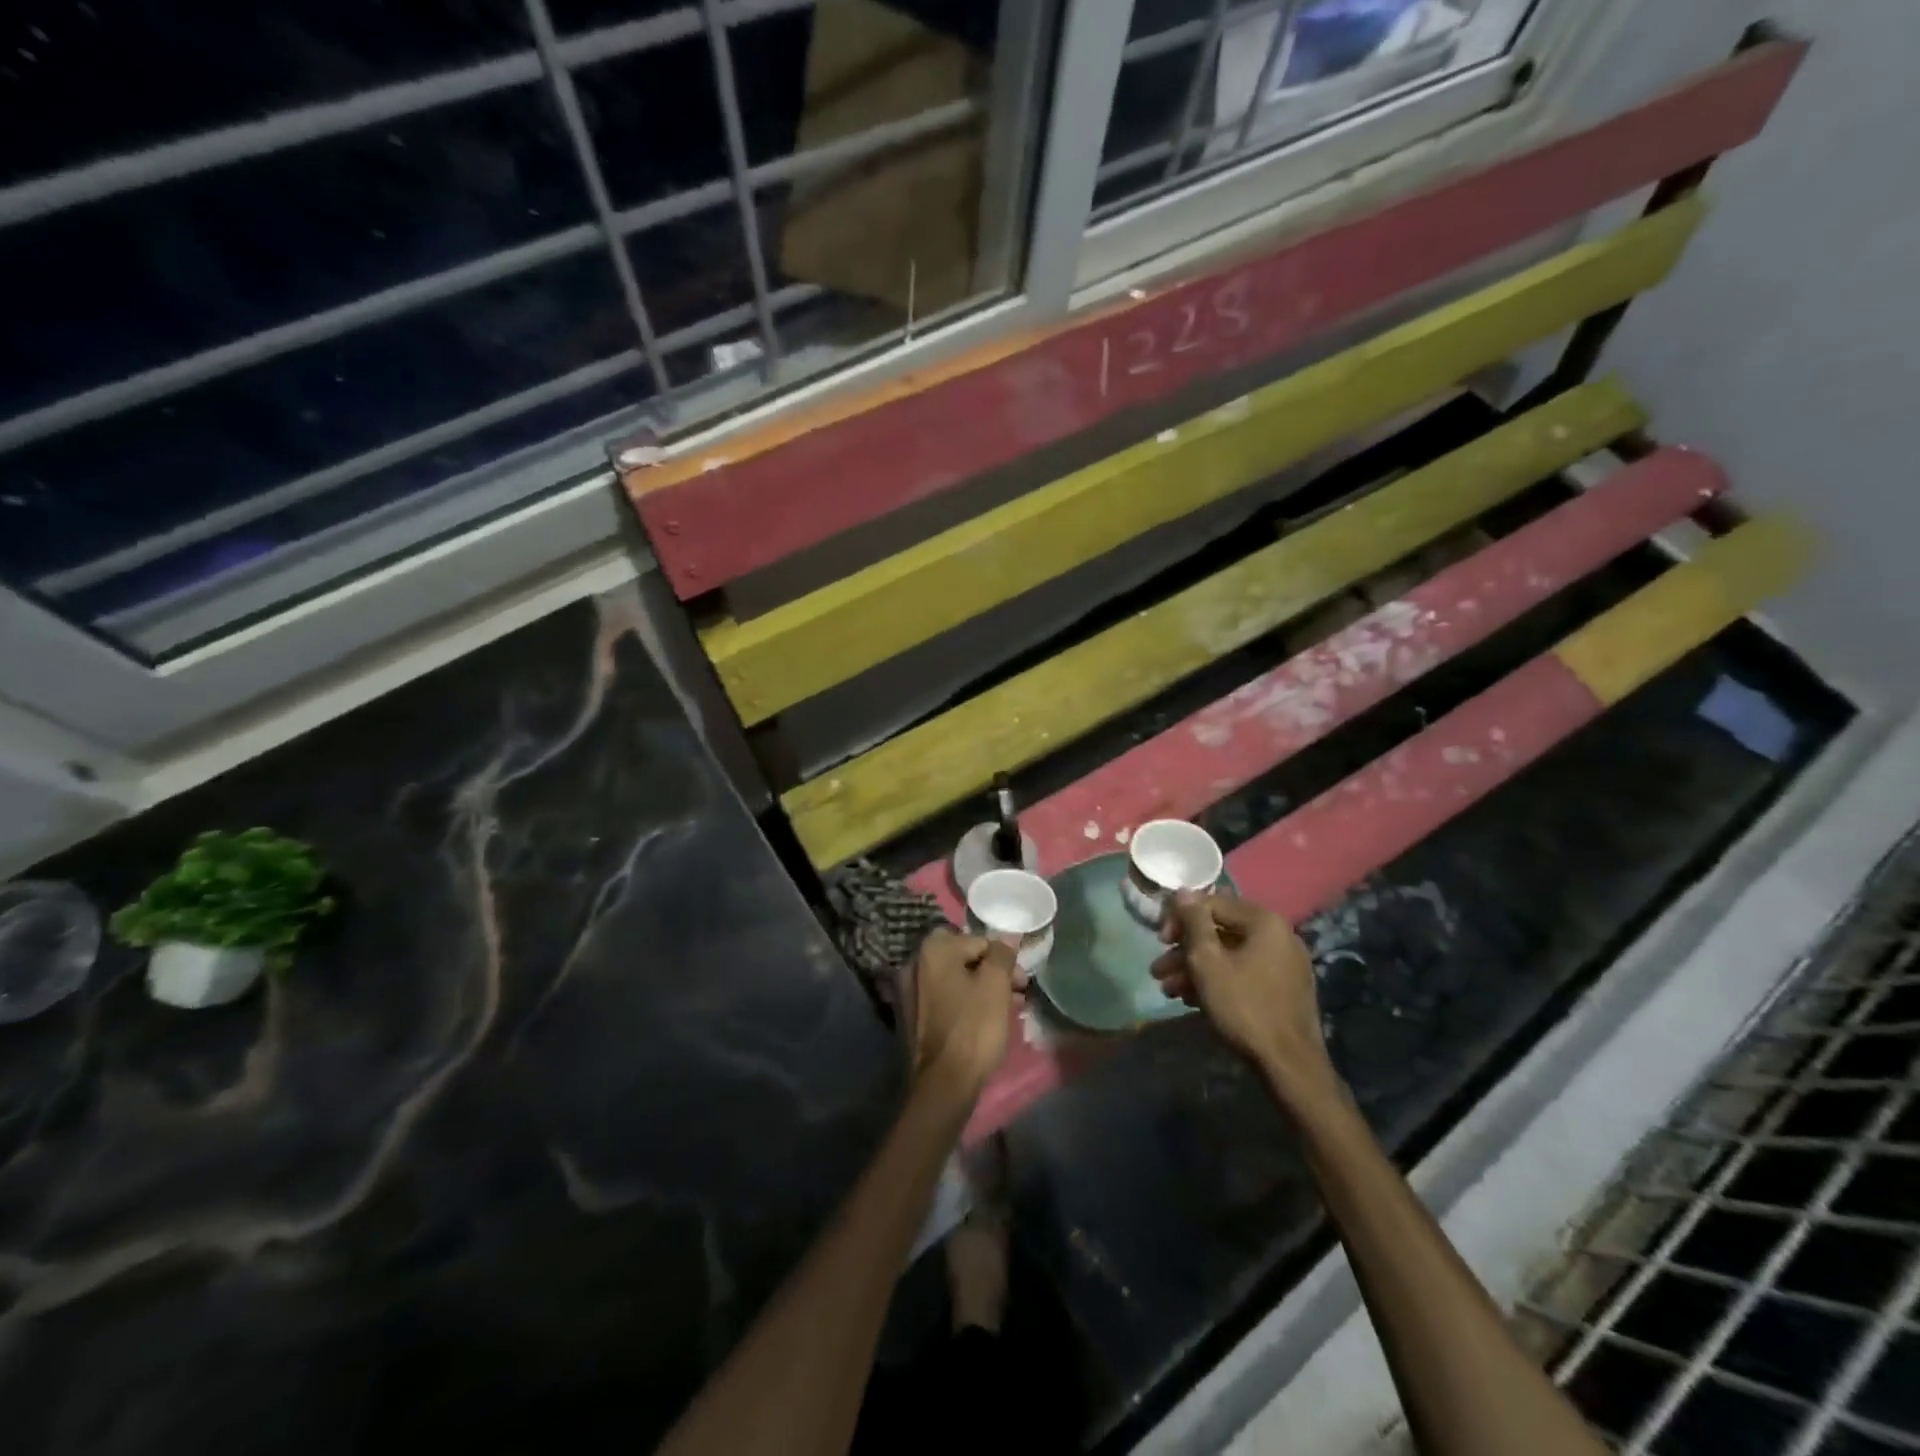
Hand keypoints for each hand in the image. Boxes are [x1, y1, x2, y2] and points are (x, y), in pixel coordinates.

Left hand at [908, 931, 1020, 1100]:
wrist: (944, 1083)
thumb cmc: (973, 1027)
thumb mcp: (996, 984)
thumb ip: (1001, 954)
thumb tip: (1005, 939)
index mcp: (933, 949)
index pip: (979, 941)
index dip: (1004, 960)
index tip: (1021, 982)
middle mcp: (915, 963)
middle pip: (964, 959)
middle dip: (993, 974)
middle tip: (1016, 994)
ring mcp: (909, 990)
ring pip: (955, 980)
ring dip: (981, 989)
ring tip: (1006, 1010)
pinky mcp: (911, 1016)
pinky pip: (944, 998)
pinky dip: (963, 1003)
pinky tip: (983, 1020)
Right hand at [1153, 892, 1338, 1106]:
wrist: (1289, 1065)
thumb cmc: (1243, 1006)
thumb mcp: (1208, 961)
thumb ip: (1193, 922)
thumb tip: (1183, 891)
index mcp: (1264, 921)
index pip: (1212, 903)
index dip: (1180, 918)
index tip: (1159, 941)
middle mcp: (1279, 935)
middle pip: (1220, 931)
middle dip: (1185, 950)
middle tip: (1159, 969)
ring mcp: (1284, 964)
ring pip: (1230, 955)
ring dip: (1196, 968)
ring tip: (1169, 990)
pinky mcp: (1284, 989)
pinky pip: (1244, 973)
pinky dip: (1218, 980)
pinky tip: (1192, 1000)